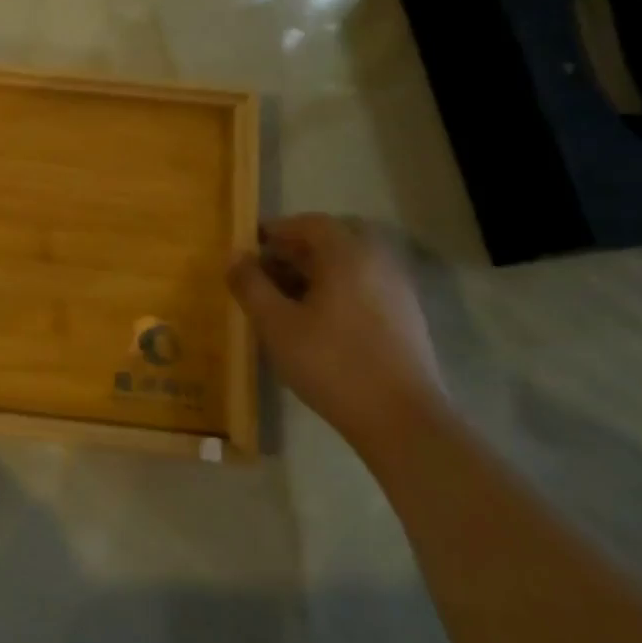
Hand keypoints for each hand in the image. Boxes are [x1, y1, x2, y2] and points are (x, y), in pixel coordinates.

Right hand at [227, 213, 444, 444]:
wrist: (401, 419)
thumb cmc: (331, 363)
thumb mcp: (276, 324)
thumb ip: (251, 285)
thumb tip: (235, 257)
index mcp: (348, 254)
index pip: (309, 223)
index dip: (276, 230)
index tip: (249, 247)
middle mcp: (378, 262)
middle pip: (333, 241)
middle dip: (296, 251)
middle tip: (266, 272)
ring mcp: (397, 290)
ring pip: (349, 266)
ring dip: (315, 272)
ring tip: (284, 300)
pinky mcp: (406, 318)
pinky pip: (364, 287)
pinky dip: (336, 291)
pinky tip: (316, 323)